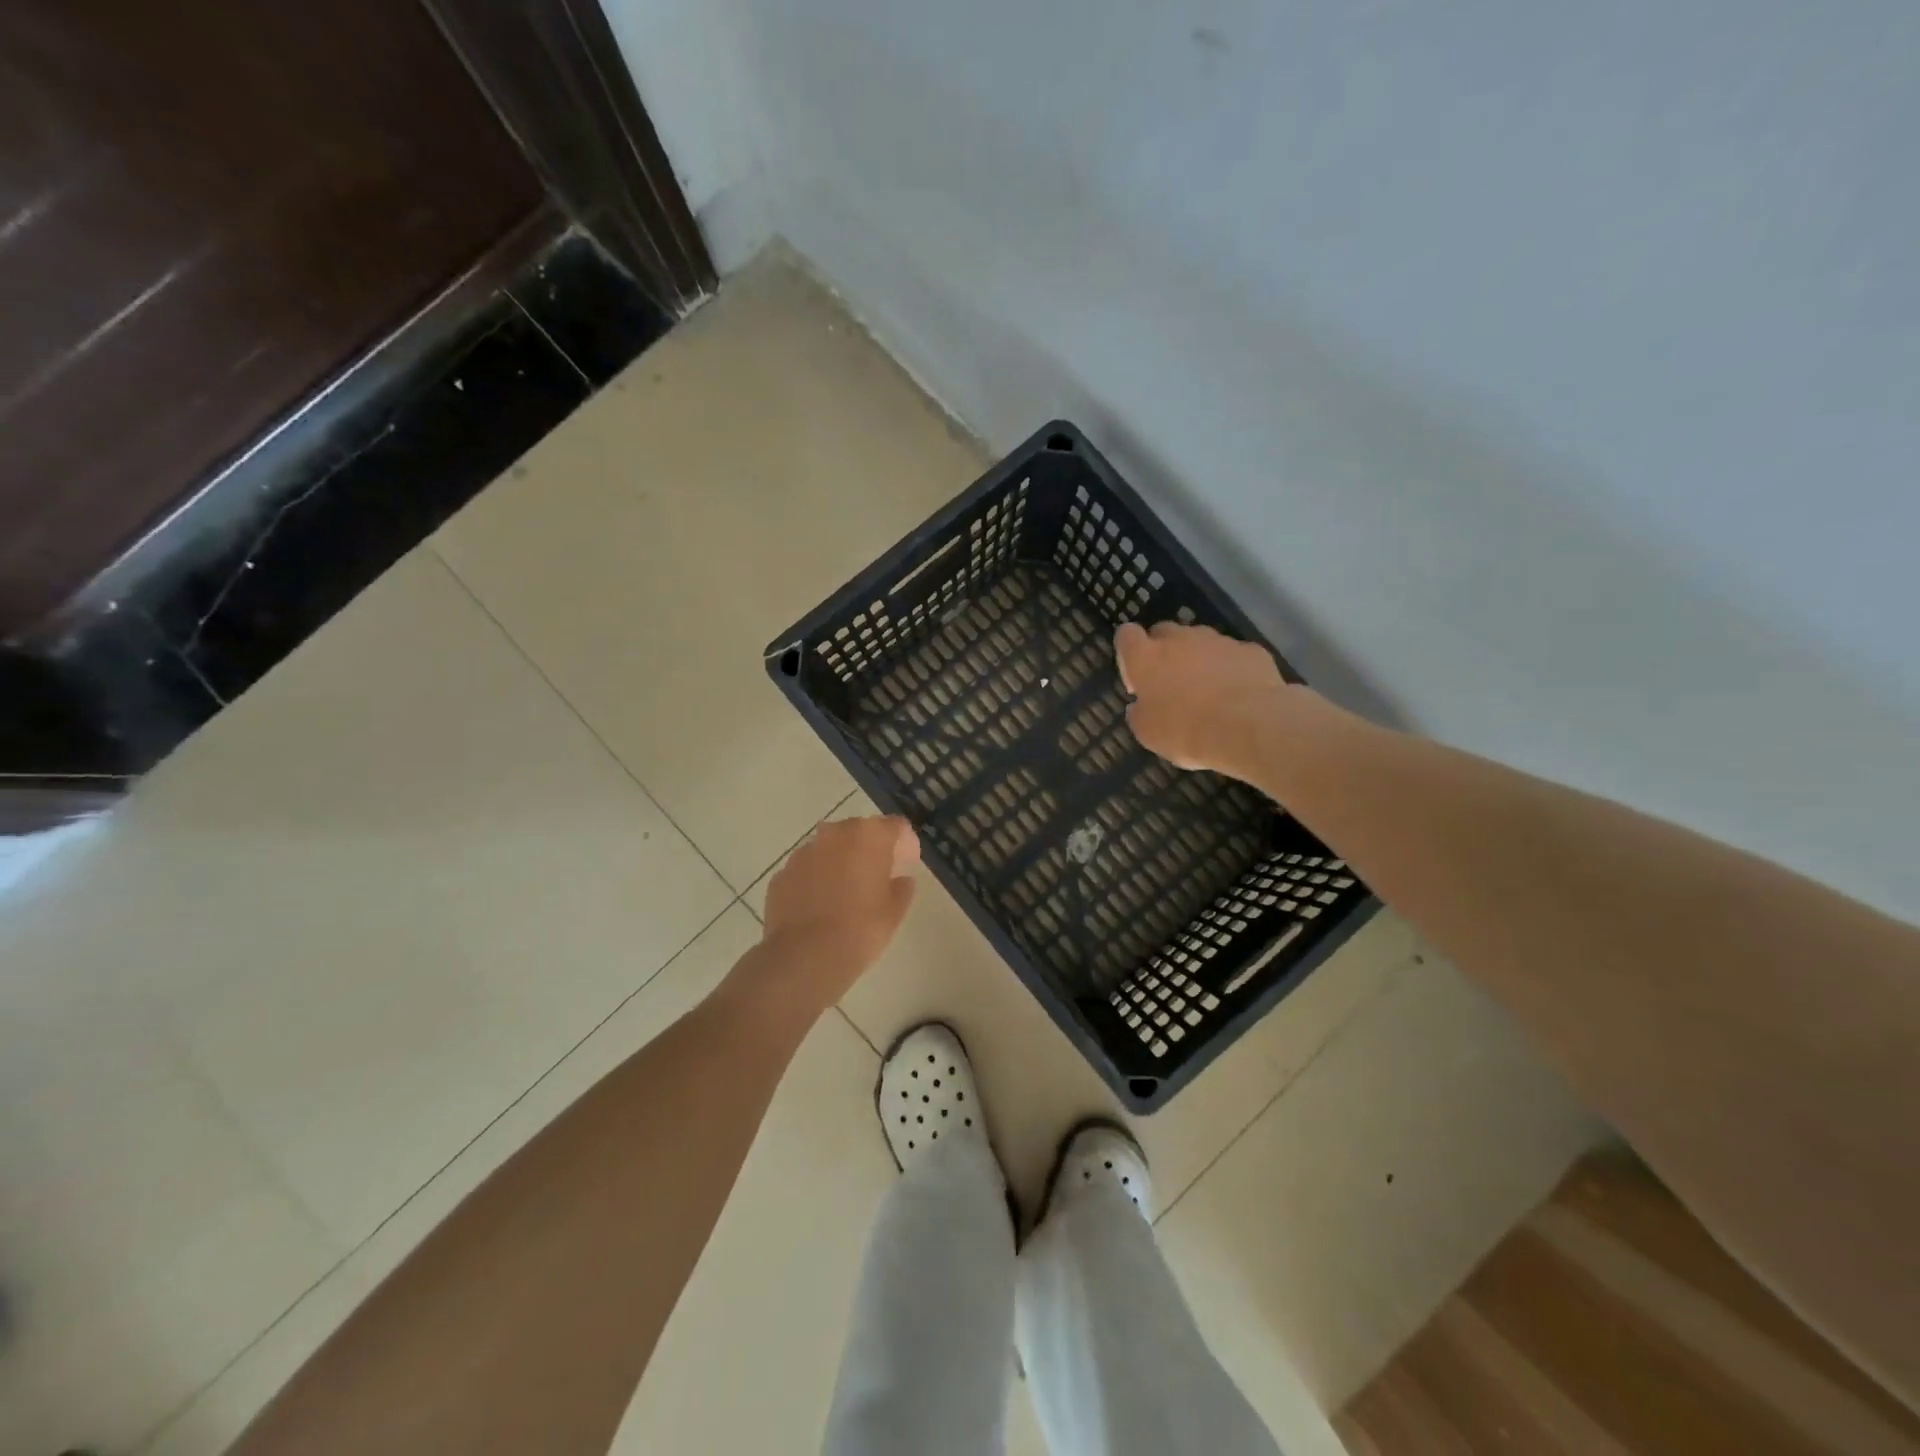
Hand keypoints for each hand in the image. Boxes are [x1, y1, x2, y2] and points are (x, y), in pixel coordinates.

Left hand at [748, 816, 919, 1016]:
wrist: (805, 957)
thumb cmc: (860, 930)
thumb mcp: (894, 912)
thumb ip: (901, 888)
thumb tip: (900, 880)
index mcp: (868, 836)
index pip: (895, 827)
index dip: (905, 843)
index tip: (907, 862)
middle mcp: (834, 834)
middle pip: (859, 831)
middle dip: (870, 849)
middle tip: (878, 876)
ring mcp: (803, 853)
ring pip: (829, 849)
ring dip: (840, 862)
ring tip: (846, 893)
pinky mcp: (782, 874)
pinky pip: (807, 870)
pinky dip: (816, 880)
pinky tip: (820, 906)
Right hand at [1115, 621, 1287, 776]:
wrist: (1250, 726)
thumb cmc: (1186, 731)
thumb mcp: (1148, 733)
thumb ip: (1139, 713)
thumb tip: (1139, 705)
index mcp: (1146, 658)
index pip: (1127, 635)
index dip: (1129, 651)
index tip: (1136, 677)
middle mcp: (1180, 639)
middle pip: (1164, 632)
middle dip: (1164, 652)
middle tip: (1170, 684)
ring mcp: (1218, 641)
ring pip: (1201, 641)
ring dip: (1199, 659)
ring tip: (1208, 691)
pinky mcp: (1250, 650)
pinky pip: (1233, 655)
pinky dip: (1231, 669)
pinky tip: (1237, 694)